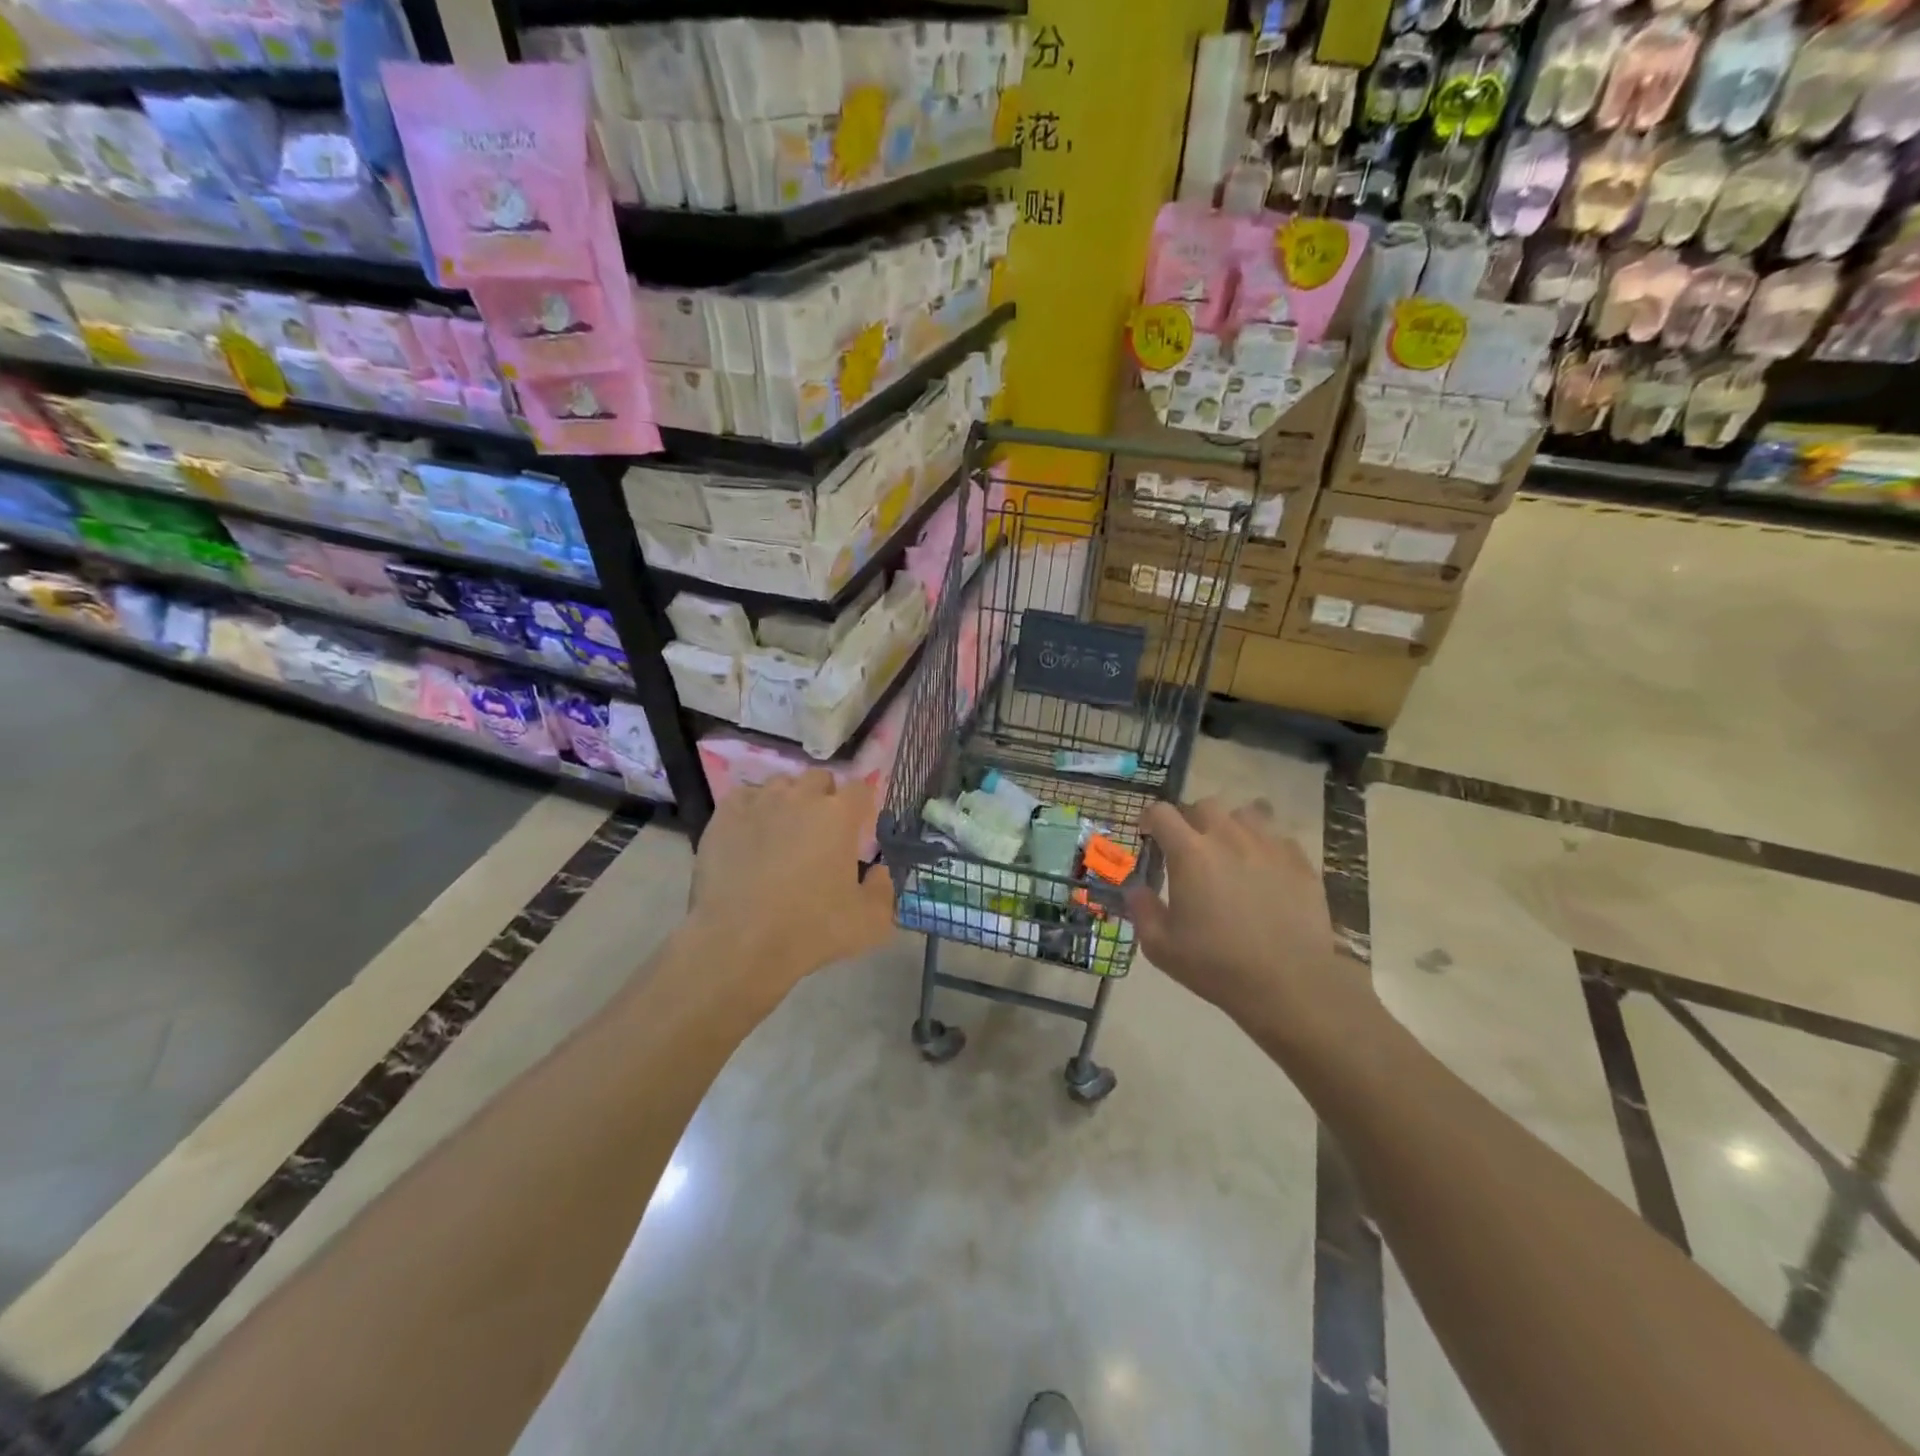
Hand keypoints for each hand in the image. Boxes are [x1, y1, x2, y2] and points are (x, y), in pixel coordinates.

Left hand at [684, 770, 896, 1013]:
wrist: (741, 942)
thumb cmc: (811, 930)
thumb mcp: (870, 922)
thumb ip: (883, 890)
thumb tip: (878, 872)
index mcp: (839, 815)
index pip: (860, 789)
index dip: (861, 806)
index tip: (858, 828)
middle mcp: (800, 797)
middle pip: (819, 778)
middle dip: (825, 797)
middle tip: (821, 830)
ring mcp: (760, 802)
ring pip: (780, 784)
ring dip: (789, 800)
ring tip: (784, 830)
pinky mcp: (725, 816)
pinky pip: (744, 796)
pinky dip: (753, 808)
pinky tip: (751, 832)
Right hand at [1125, 797, 1377, 1044]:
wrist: (1290, 984)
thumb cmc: (1217, 966)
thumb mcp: (1161, 946)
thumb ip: (1142, 909)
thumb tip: (1135, 888)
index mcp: (1189, 853)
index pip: (1161, 813)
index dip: (1149, 820)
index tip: (1148, 836)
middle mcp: (1228, 837)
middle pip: (1203, 805)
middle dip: (1189, 820)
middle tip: (1188, 847)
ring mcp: (1268, 845)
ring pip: (1244, 813)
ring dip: (1229, 825)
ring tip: (1229, 850)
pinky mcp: (1299, 860)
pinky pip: (1277, 835)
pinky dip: (1263, 844)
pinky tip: (1262, 868)